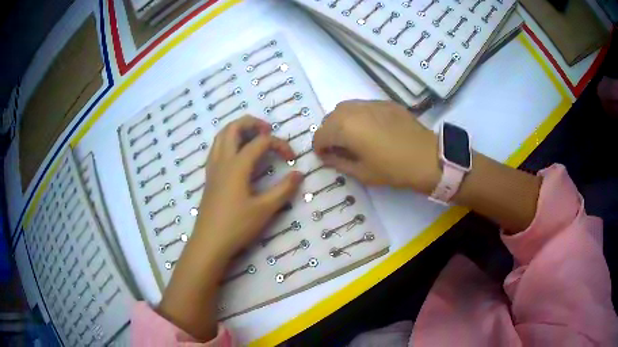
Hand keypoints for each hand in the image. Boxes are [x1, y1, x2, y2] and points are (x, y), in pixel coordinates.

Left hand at [158, 116, 302, 340]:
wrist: (209, 243)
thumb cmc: (237, 226)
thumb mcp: (265, 209)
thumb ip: (283, 189)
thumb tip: (299, 174)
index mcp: (237, 165)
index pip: (260, 142)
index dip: (280, 145)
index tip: (292, 159)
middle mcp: (223, 161)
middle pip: (233, 128)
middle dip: (252, 122)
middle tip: (268, 130)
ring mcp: (213, 169)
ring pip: (221, 136)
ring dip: (237, 129)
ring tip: (253, 137)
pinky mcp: (209, 178)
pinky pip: (216, 149)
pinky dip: (228, 142)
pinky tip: (237, 155)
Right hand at [313, 100, 439, 193]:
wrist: (427, 157)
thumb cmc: (392, 169)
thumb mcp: (361, 172)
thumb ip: (338, 162)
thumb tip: (326, 156)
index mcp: (344, 127)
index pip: (319, 135)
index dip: (319, 149)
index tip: (327, 158)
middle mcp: (353, 110)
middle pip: (330, 118)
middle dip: (329, 133)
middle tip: (340, 149)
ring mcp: (370, 103)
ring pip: (345, 108)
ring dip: (342, 122)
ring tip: (354, 137)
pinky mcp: (385, 102)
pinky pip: (363, 106)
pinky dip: (359, 116)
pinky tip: (372, 129)